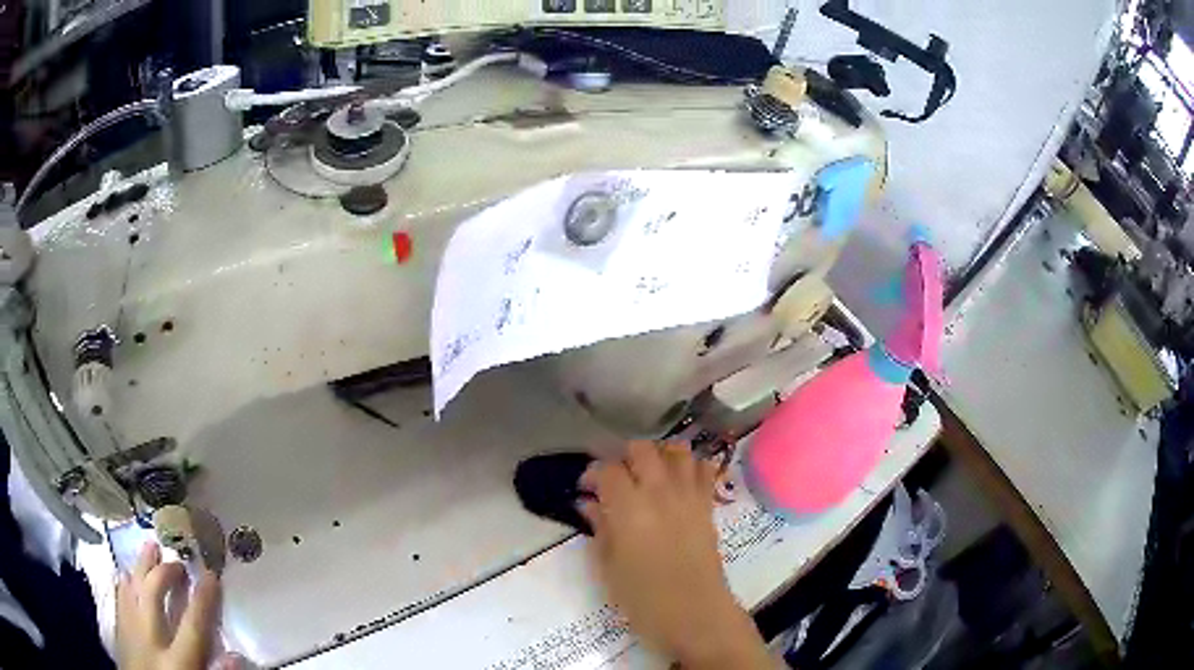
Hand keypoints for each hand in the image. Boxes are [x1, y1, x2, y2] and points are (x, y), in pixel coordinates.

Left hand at [117, 542, 231, 669]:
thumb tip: (234, 655)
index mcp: (177, 660)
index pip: (193, 624)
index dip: (204, 598)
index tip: (211, 574)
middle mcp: (150, 638)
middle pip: (154, 593)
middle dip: (166, 572)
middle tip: (178, 561)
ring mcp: (129, 631)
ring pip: (132, 587)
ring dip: (142, 566)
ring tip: (150, 546)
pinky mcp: (118, 630)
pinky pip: (119, 598)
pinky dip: (124, 583)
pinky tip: (127, 574)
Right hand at [579, 442, 772, 668]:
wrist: (695, 614)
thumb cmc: (643, 599)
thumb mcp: (608, 568)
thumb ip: (599, 528)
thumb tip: (589, 504)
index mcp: (628, 508)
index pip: (606, 469)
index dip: (591, 473)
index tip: (585, 489)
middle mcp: (660, 492)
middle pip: (641, 449)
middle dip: (623, 457)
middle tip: (614, 479)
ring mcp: (688, 496)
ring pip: (676, 450)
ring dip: (658, 454)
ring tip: (646, 474)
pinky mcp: (708, 506)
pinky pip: (704, 469)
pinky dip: (690, 466)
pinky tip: (677, 482)